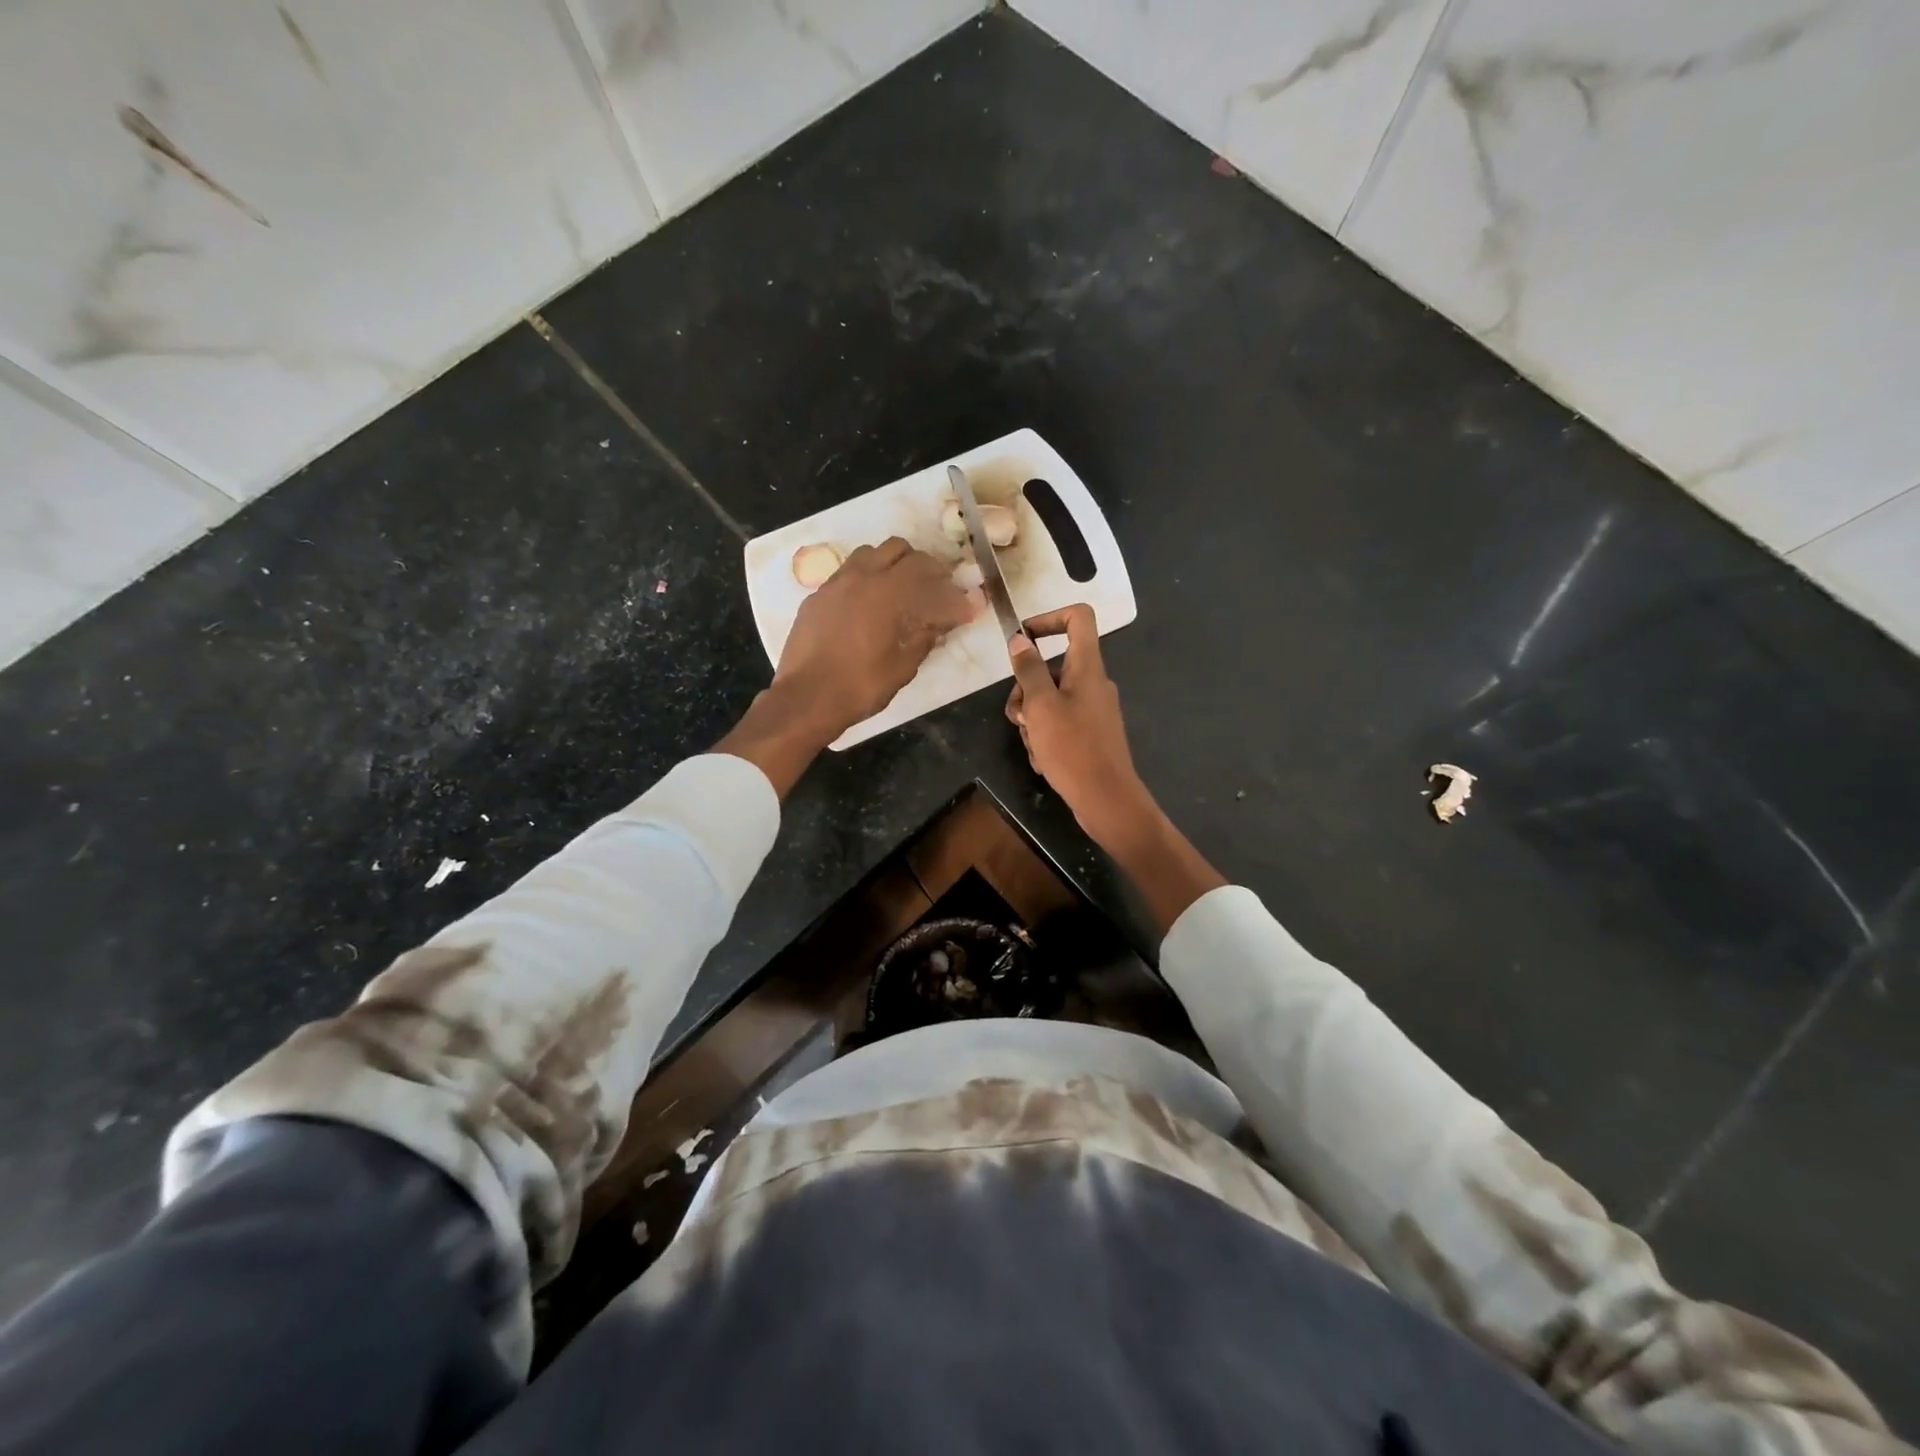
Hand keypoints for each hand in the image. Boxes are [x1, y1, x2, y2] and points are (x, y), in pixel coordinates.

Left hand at [776, 537, 975, 740]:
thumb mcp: (903, 667)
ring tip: (898, 591)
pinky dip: (865, 580)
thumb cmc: (860, 686)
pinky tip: (867, 606)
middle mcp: (860, 577)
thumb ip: (924, 638)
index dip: (947, 586)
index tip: (959, 602)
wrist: (806, 698)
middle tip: (932, 589)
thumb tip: (940, 624)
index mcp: (887, 592)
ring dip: (889, 565)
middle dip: (920, 565)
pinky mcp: (817, 597)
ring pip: (869, 554)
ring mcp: (835, 584)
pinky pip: (846, 574)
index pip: (926, 570)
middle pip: (898, 549)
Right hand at [1008, 603, 1225, 933]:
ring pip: (1051, 699)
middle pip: (1054, 666)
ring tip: (1032, 744)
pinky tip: (1043, 760)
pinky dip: (1046, 737)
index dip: (1048, 618)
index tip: (1023, 639)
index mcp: (1088, 667)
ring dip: (1032, 719)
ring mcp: (1094, 710)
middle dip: (1027, 689)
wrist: (1106, 799)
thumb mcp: (1041, 706)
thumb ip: (1029, 670)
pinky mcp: (1091, 734)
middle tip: (1018, 716)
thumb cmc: (1073, 748)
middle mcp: (1094, 683)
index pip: (1078, 618)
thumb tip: (1020, 640)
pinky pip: (1060, 723)